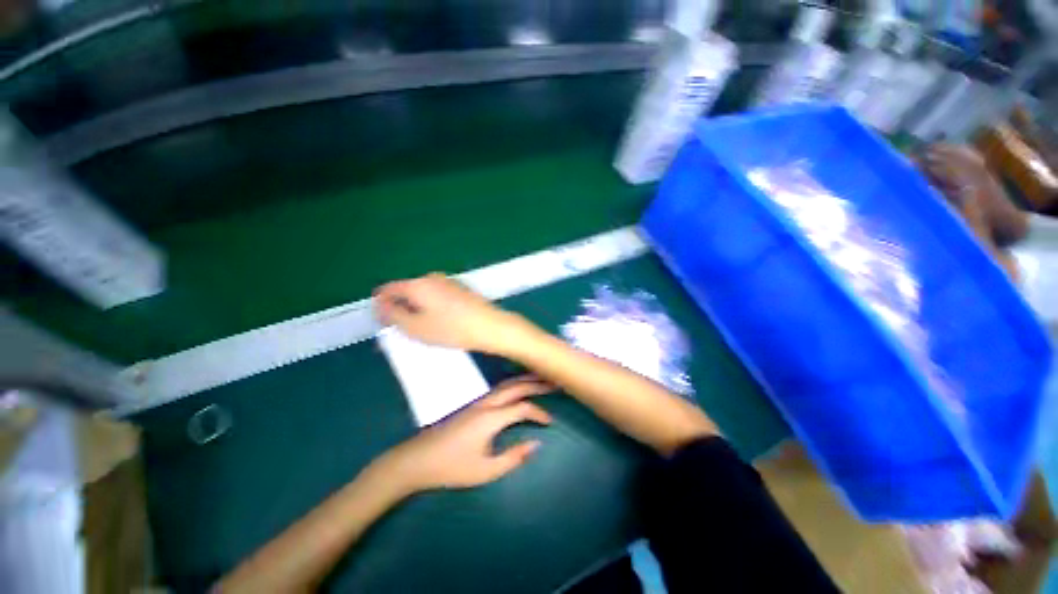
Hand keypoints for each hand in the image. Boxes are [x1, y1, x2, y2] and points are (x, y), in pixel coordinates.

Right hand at [374, 273, 531, 353]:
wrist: (490, 326)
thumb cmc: (451, 329)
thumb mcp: (416, 328)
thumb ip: (393, 315)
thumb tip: (380, 305)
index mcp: (418, 284)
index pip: (388, 289)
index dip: (381, 304)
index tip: (382, 320)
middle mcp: (432, 278)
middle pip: (407, 290)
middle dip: (401, 307)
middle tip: (403, 328)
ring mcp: (448, 282)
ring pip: (423, 294)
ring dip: (417, 308)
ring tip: (423, 328)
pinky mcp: (460, 289)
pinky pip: (437, 296)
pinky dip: (432, 307)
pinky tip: (440, 322)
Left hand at [380, 376, 552, 491]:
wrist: (418, 458)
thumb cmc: (452, 467)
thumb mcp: (486, 470)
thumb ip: (513, 457)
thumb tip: (536, 443)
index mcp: (491, 418)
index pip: (522, 408)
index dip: (539, 413)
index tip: (550, 422)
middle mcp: (487, 403)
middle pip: (516, 386)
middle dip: (536, 383)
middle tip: (555, 381)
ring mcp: (479, 401)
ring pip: (507, 384)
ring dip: (525, 380)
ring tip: (541, 378)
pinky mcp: (473, 404)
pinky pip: (499, 388)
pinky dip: (514, 384)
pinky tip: (518, 388)